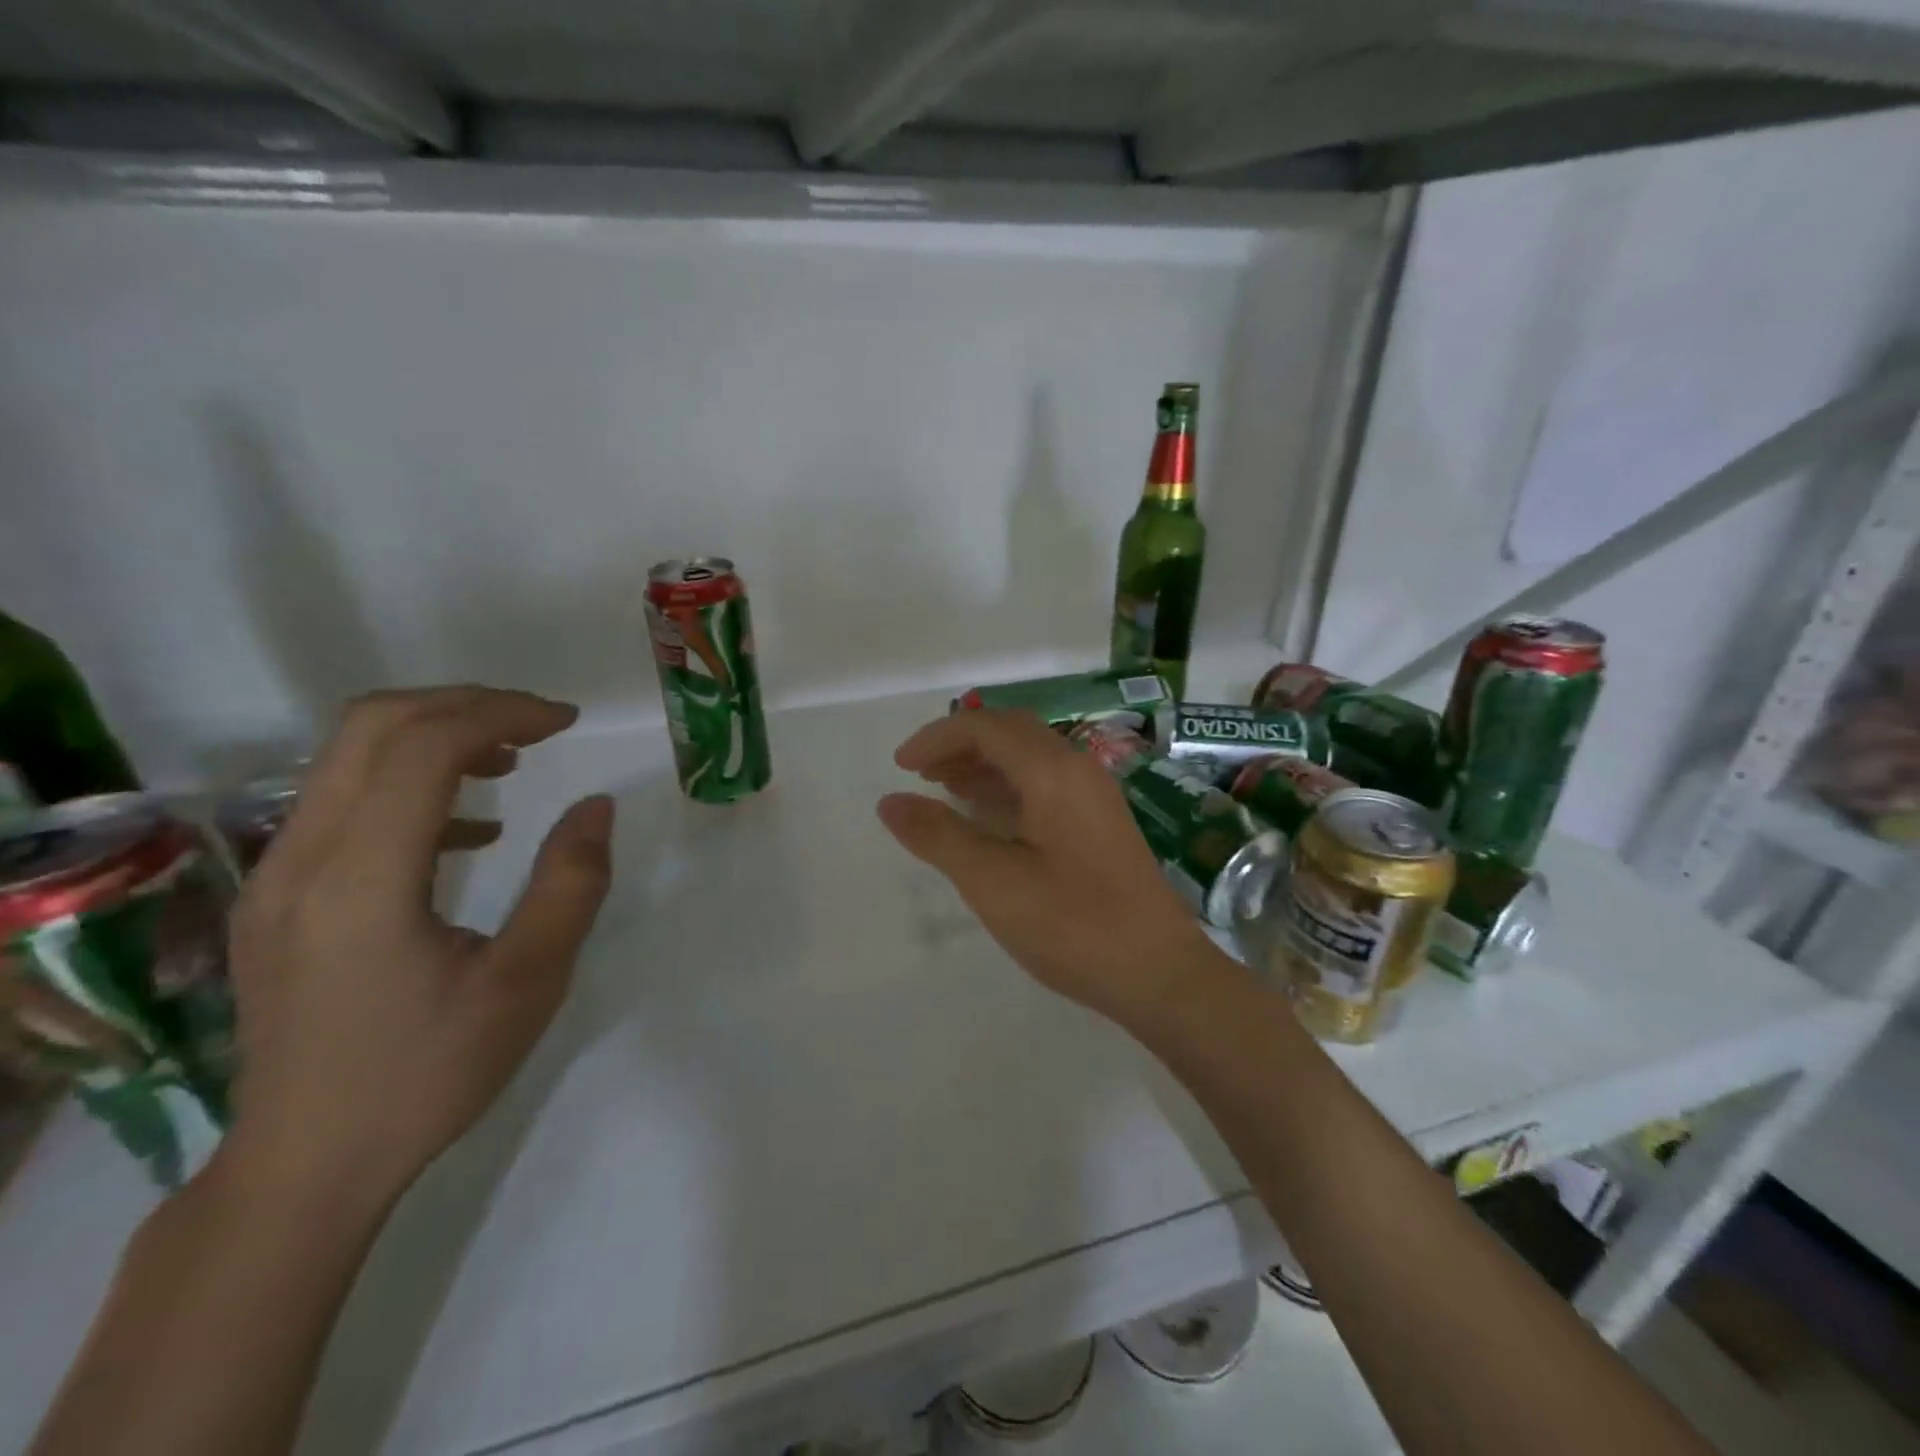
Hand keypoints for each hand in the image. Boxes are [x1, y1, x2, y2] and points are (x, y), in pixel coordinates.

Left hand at [221, 687, 613, 1206]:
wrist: (306, 1165)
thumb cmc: (429, 1073)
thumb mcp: (527, 982)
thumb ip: (570, 885)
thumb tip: (596, 805)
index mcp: (361, 879)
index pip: (423, 746)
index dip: (502, 712)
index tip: (568, 723)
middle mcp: (300, 859)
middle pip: (370, 725)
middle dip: (465, 705)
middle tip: (540, 725)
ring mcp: (274, 877)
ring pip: (347, 755)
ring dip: (435, 736)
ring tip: (510, 762)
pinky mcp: (275, 897)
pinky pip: (340, 801)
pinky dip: (408, 782)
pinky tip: (468, 831)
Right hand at [877, 709, 1225, 1025]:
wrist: (1159, 972)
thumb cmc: (1072, 924)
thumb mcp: (992, 881)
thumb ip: (938, 836)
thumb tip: (890, 801)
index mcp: (1052, 771)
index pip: (985, 726)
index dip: (937, 738)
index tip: (901, 767)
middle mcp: (1078, 769)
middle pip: (1011, 732)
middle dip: (961, 744)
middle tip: (921, 774)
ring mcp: (1096, 796)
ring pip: (1031, 757)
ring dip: (985, 764)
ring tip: (946, 791)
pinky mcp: (1103, 823)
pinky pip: (1047, 783)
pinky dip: (1009, 787)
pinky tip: (991, 819)